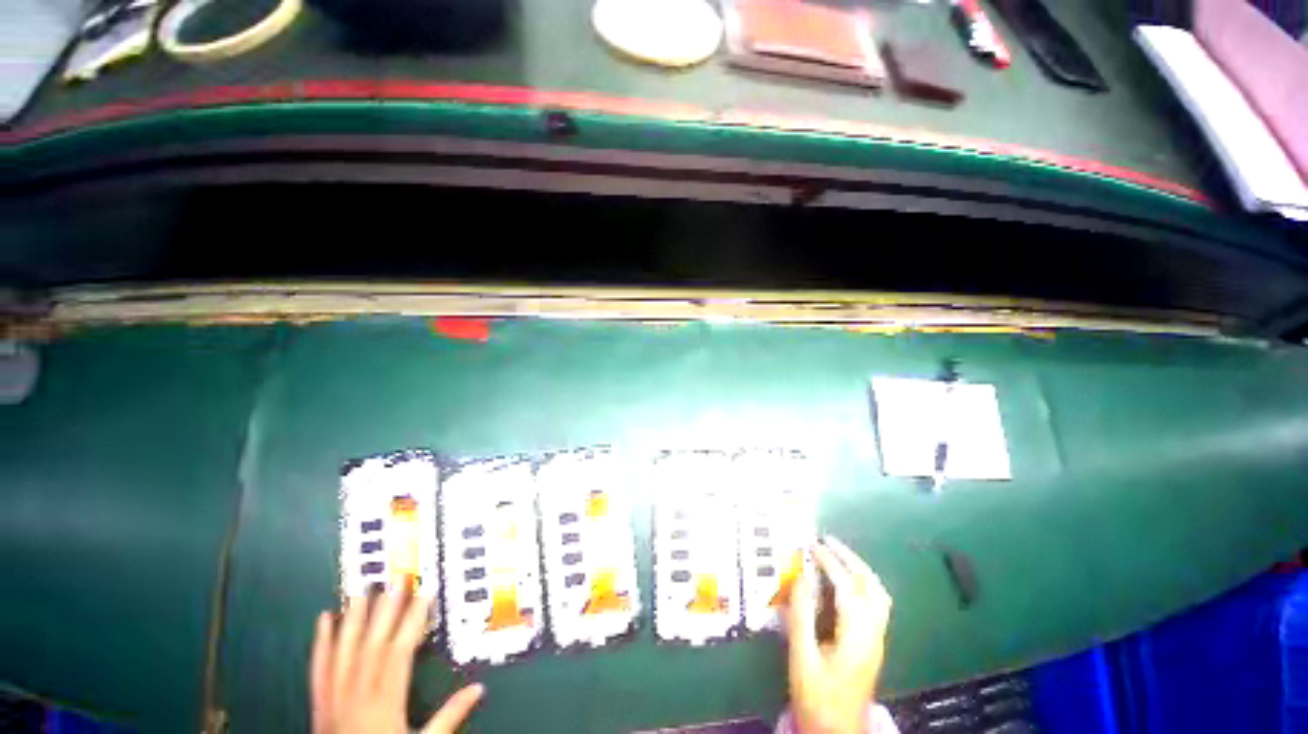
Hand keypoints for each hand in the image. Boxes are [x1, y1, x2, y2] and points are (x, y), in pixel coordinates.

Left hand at [311, 592, 484, 733]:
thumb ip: (449, 716)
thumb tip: (478, 689)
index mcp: (385, 701)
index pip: (400, 651)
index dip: (413, 620)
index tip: (424, 594)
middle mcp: (358, 693)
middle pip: (373, 644)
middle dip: (386, 609)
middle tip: (397, 579)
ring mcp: (334, 696)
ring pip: (345, 650)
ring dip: (354, 618)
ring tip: (363, 590)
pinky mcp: (318, 703)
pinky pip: (318, 667)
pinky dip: (320, 642)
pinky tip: (323, 619)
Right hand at [785, 536, 892, 733]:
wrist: (838, 732)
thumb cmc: (817, 697)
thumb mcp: (802, 658)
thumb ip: (801, 616)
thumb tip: (801, 578)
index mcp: (856, 638)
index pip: (847, 588)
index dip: (829, 562)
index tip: (811, 545)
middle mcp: (873, 634)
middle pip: (871, 587)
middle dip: (850, 558)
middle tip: (828, 541)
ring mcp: (877, 639)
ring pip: (878, 594)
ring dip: (859, 569)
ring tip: (838, 554)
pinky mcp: (873, 644)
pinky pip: (874, 603)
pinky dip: (861, 583)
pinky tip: (846, 581)